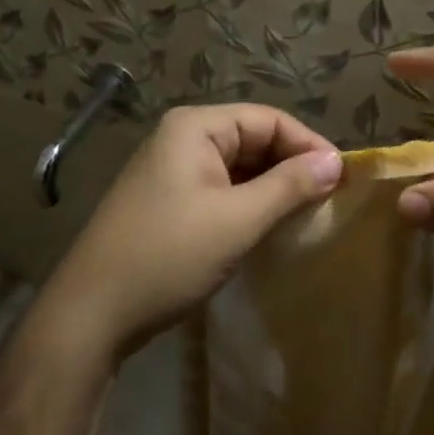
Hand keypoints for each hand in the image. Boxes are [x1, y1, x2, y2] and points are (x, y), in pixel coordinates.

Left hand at [40, 104, 342, 367]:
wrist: (91, 314)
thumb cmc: (168, 256)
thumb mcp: (238, 220)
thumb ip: (289, 186)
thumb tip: (336, 162)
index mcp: (194, 127)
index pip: (268, 119)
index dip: (308, 144)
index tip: (342, 178)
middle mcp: (181, 138)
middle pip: (252, 138)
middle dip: (291, 165)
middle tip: (328, 198)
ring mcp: (170, 170)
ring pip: (237, 166)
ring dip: (272, 186)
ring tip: (306, 213)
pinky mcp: (167, 201)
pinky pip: (220, 188)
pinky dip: (248, 202)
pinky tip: (268, 225)